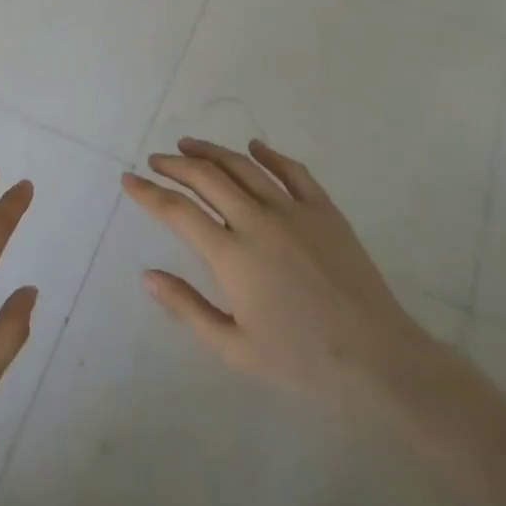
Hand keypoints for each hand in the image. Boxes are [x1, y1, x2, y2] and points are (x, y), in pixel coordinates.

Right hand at [123, 137, 435, 411]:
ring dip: (212, 152)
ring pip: (244, 167)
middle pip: (206, 178)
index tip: (128, 180)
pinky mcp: (325, 211)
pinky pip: (293, 171)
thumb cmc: (299, 360)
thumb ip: (186, 307)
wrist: (377, 360)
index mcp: (231, 256)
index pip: (177, 211)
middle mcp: (257, 222)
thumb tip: (147, 275)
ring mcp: (294, 212)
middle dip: (174, 165)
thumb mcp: (232, 347)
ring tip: (190, 145)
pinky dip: (270, 154)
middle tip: (156, 160)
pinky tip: (254, 147)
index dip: (148, 192)